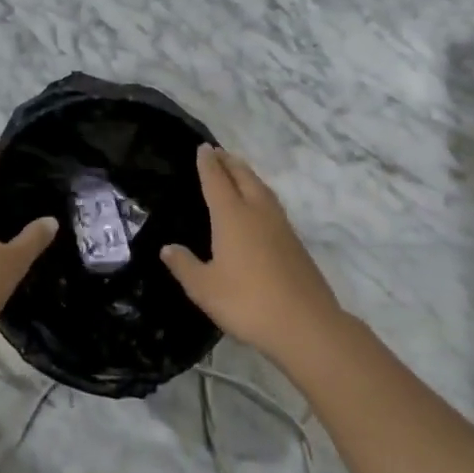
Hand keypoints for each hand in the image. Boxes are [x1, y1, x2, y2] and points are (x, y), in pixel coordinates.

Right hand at [160, 145, 342, 359]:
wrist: (306, 324)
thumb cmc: (247, 302)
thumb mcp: (204, 288)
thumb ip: (184, 265)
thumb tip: (168, 248)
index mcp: (232, 216)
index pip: (216, 180)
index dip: (208, 163)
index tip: (203, 148)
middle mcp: (257, 212)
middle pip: (243, 177)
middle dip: (229, 162)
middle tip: (218, 152)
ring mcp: (280, 226)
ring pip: (262, 189)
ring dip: (248, 175)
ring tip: (238, 170)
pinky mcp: (295, 243)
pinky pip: (272, 205)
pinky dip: (260, 194)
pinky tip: (259, 207)